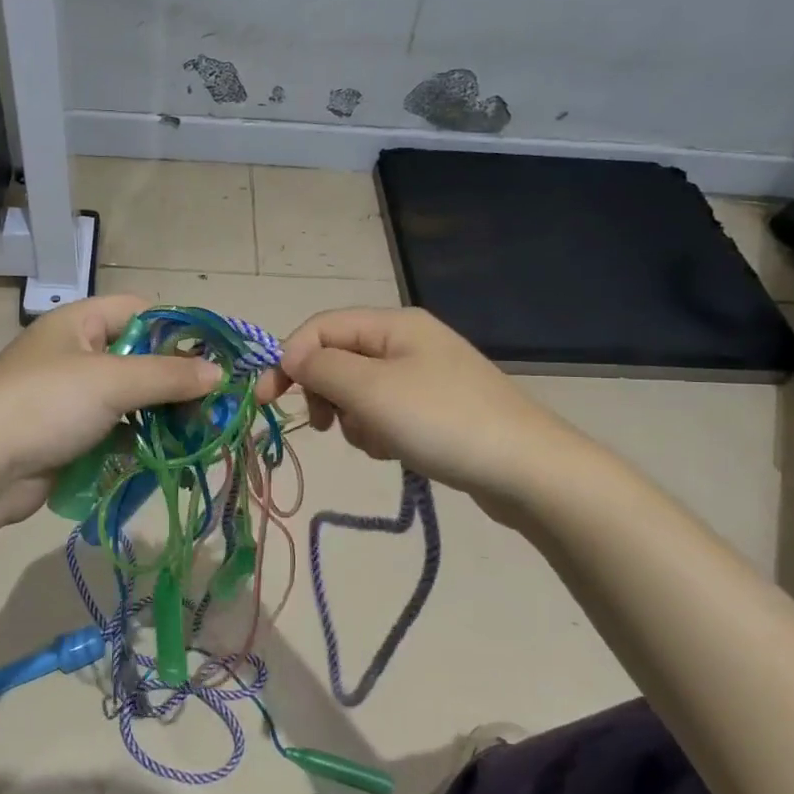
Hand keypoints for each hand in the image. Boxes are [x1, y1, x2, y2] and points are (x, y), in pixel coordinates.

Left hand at [0, 295, 220, 525]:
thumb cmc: (47, 405)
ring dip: (161, 413)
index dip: (178, 329)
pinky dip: (140, 439)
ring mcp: (70, 396)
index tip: (212, 357)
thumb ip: (169, 376)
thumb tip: (218, 374)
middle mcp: (75, 352)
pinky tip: (167, 454)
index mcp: (79, 323)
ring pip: (130, 397)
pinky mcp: (69, 434)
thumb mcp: (112, 381)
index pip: (141, 310)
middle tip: (213, 403)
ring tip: (199, 432)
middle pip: (139, 356)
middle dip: (175, 380)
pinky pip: (116, 429)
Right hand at [263, 307, 554, 500]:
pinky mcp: (435, 409)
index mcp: (393, 324)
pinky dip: (379, 431)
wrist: (526, 469)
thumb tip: (293, 357)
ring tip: (378, 442)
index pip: (320, 328)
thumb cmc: (442, 421)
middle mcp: (407, 341)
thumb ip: (322, 368)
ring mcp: (424, 376)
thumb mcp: (372, 390)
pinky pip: (385, 412)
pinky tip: (397, 451)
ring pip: (359, 390)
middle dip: (325, 393)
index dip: (288, 358)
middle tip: (325, 426)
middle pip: (338, 358)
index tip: (266, 400)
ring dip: (354, 418)